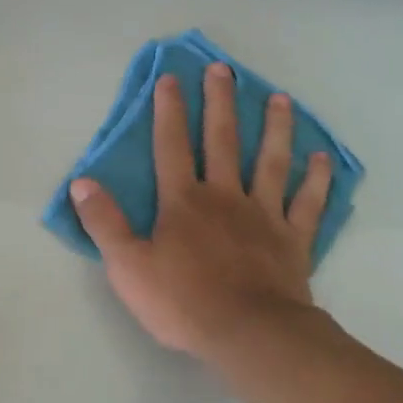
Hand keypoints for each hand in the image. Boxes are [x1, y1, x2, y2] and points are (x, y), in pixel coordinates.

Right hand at [71, 63, 330, 357]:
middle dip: (220, 103)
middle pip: (223, 141)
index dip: (168, 111)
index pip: (171, 147)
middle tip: (223, 69)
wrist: (248, 333)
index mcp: (183, 202)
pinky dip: (315, 180)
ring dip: (275, 128)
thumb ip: (104, 222)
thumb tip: (81, 182)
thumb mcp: (127, 266)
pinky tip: (321, 158)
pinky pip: (307, 203)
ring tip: (280, 99)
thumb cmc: (182, 302)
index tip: (170, 78)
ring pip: (271, 162)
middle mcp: (225, 197)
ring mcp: (264, 215)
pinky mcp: (293, 239)